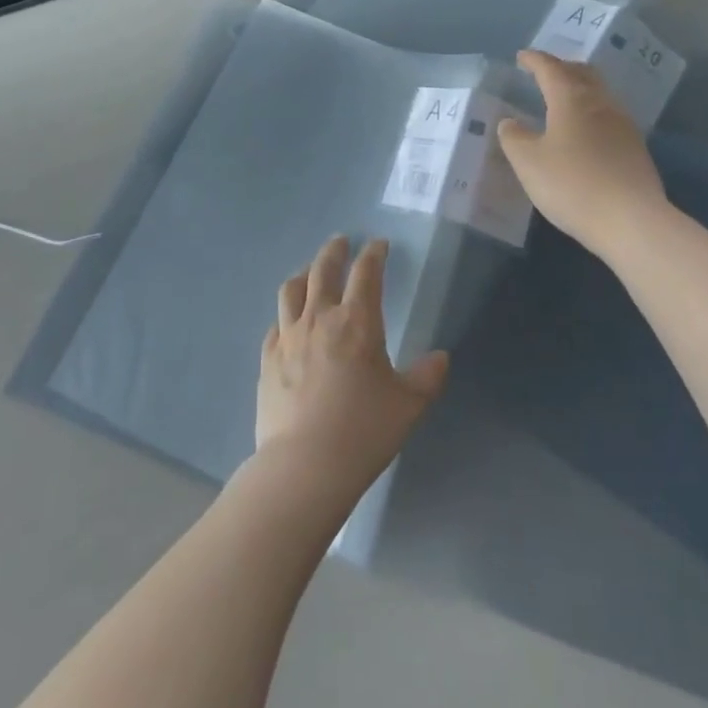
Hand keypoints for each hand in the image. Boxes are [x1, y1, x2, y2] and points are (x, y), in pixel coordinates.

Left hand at [256, 237, 447, 496]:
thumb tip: (440, 358)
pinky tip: (288, 321)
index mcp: (356, 321)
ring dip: (304, 273)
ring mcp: (288, 337)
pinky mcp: (267, 359)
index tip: (378, 245)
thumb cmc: (363, 431)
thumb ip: (427, 377)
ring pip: (292, 289)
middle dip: (334, 251)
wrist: (305, 466)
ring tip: (311, 271)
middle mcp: (319, 318)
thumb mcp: (408, 406)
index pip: (366, 273)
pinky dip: (285, 314)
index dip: (373, 254)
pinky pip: (275, 324)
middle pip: (323, 269)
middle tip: (341, 242)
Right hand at [497, 50, 670, 261]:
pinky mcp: (635, 149)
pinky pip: (609, 117)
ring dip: (580, 90)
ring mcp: (623, 125)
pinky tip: (584, 132)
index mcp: (571, 100)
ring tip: (563, 100)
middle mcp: (601, 104)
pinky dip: (592, 113)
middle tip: (546, 72)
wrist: (631, 220)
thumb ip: (514, 138)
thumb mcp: (528, 162)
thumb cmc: (572, 184)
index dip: (535, 60)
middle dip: (563, 68)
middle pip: (583, 74)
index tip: (522, 56)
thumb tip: (510, 122)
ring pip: (599, 94)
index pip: (551, 69)